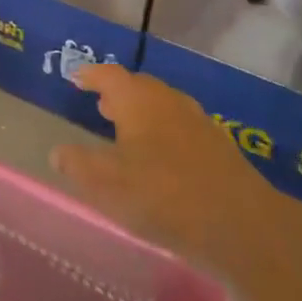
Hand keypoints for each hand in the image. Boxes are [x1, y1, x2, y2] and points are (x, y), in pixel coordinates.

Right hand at [50, 64, 267, 267]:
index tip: (77, 79)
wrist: (243, 225)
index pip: (109, 75)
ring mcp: (199, 123)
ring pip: (163, 108)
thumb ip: (77, 164)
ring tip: (128, 131)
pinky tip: (161, 159)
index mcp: (138, 100)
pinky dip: (164, 135)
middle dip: (118, 94)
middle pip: (139, 87)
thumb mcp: (105, 182)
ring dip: (143, 114)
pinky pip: (182, 129)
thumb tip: (58, 152)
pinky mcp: (220, 149)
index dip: (90, 75)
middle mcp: (168, 101)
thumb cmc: (162, 194)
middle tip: (101, 105)